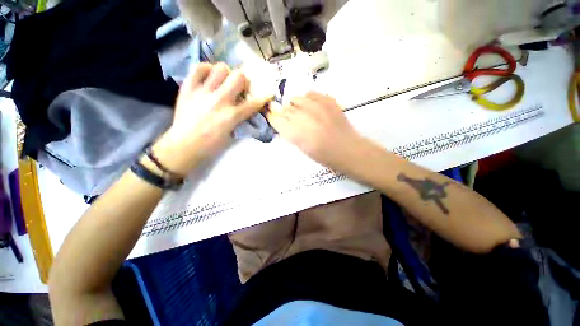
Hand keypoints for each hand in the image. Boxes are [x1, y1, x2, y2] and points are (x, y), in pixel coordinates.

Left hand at [151, 63, 270, 175]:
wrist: (184, 146)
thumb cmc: (211, 145)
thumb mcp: (232, 134)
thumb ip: (240, 119)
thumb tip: (246, 107)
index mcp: (232, 116)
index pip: (254, 102)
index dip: (264, 97)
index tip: (267, 94)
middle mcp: (220, 100)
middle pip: (239, 76)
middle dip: (243, 81)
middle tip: (239, 87)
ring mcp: (203, 92)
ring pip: (221, 68)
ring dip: (226, 74)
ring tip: (223, 81)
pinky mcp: (188, 88)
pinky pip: (198, 68)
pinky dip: (206, 69)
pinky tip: (209, 76)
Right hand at [266, 91, 365, 169]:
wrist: (347, 149)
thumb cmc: (323, 155)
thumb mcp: (302, 148)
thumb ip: (290, 134)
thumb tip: (284, 123)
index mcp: (294, 132)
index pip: (275, 119)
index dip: (273, 118)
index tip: (274, 118)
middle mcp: (302, 116)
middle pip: (285, 109)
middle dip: (285, 114)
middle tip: (291, 119)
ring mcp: (316, 106)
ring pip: (296, 98)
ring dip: (295, 105)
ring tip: (301, 111)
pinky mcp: (327, 101)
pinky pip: (311, 93)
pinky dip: (309, 99)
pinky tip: (312, 105)